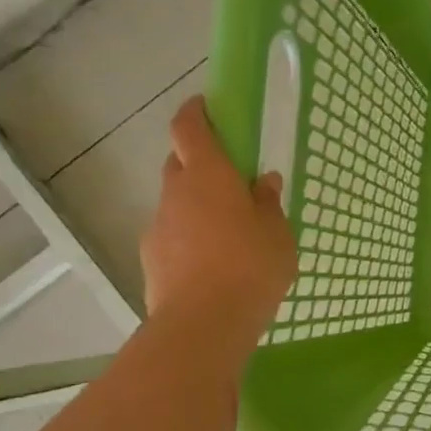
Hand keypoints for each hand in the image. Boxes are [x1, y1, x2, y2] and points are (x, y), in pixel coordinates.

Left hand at [140, 96, 296, 342]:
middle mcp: (176, 193)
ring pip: (177, 203)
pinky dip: (189, 239)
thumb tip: (263, 182)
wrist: (204, 325)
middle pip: (180, 164)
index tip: (207, 106)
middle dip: (200, 164)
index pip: (190, 127)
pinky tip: (213, 265)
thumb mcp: (278, 235)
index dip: (196, 112)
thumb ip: (269, 204)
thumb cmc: (251, 268)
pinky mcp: (152, 259)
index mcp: (209, 176)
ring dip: (197, 207)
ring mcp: (158, 226)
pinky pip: (173, 236)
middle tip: (232, 183)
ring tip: (228, 235)